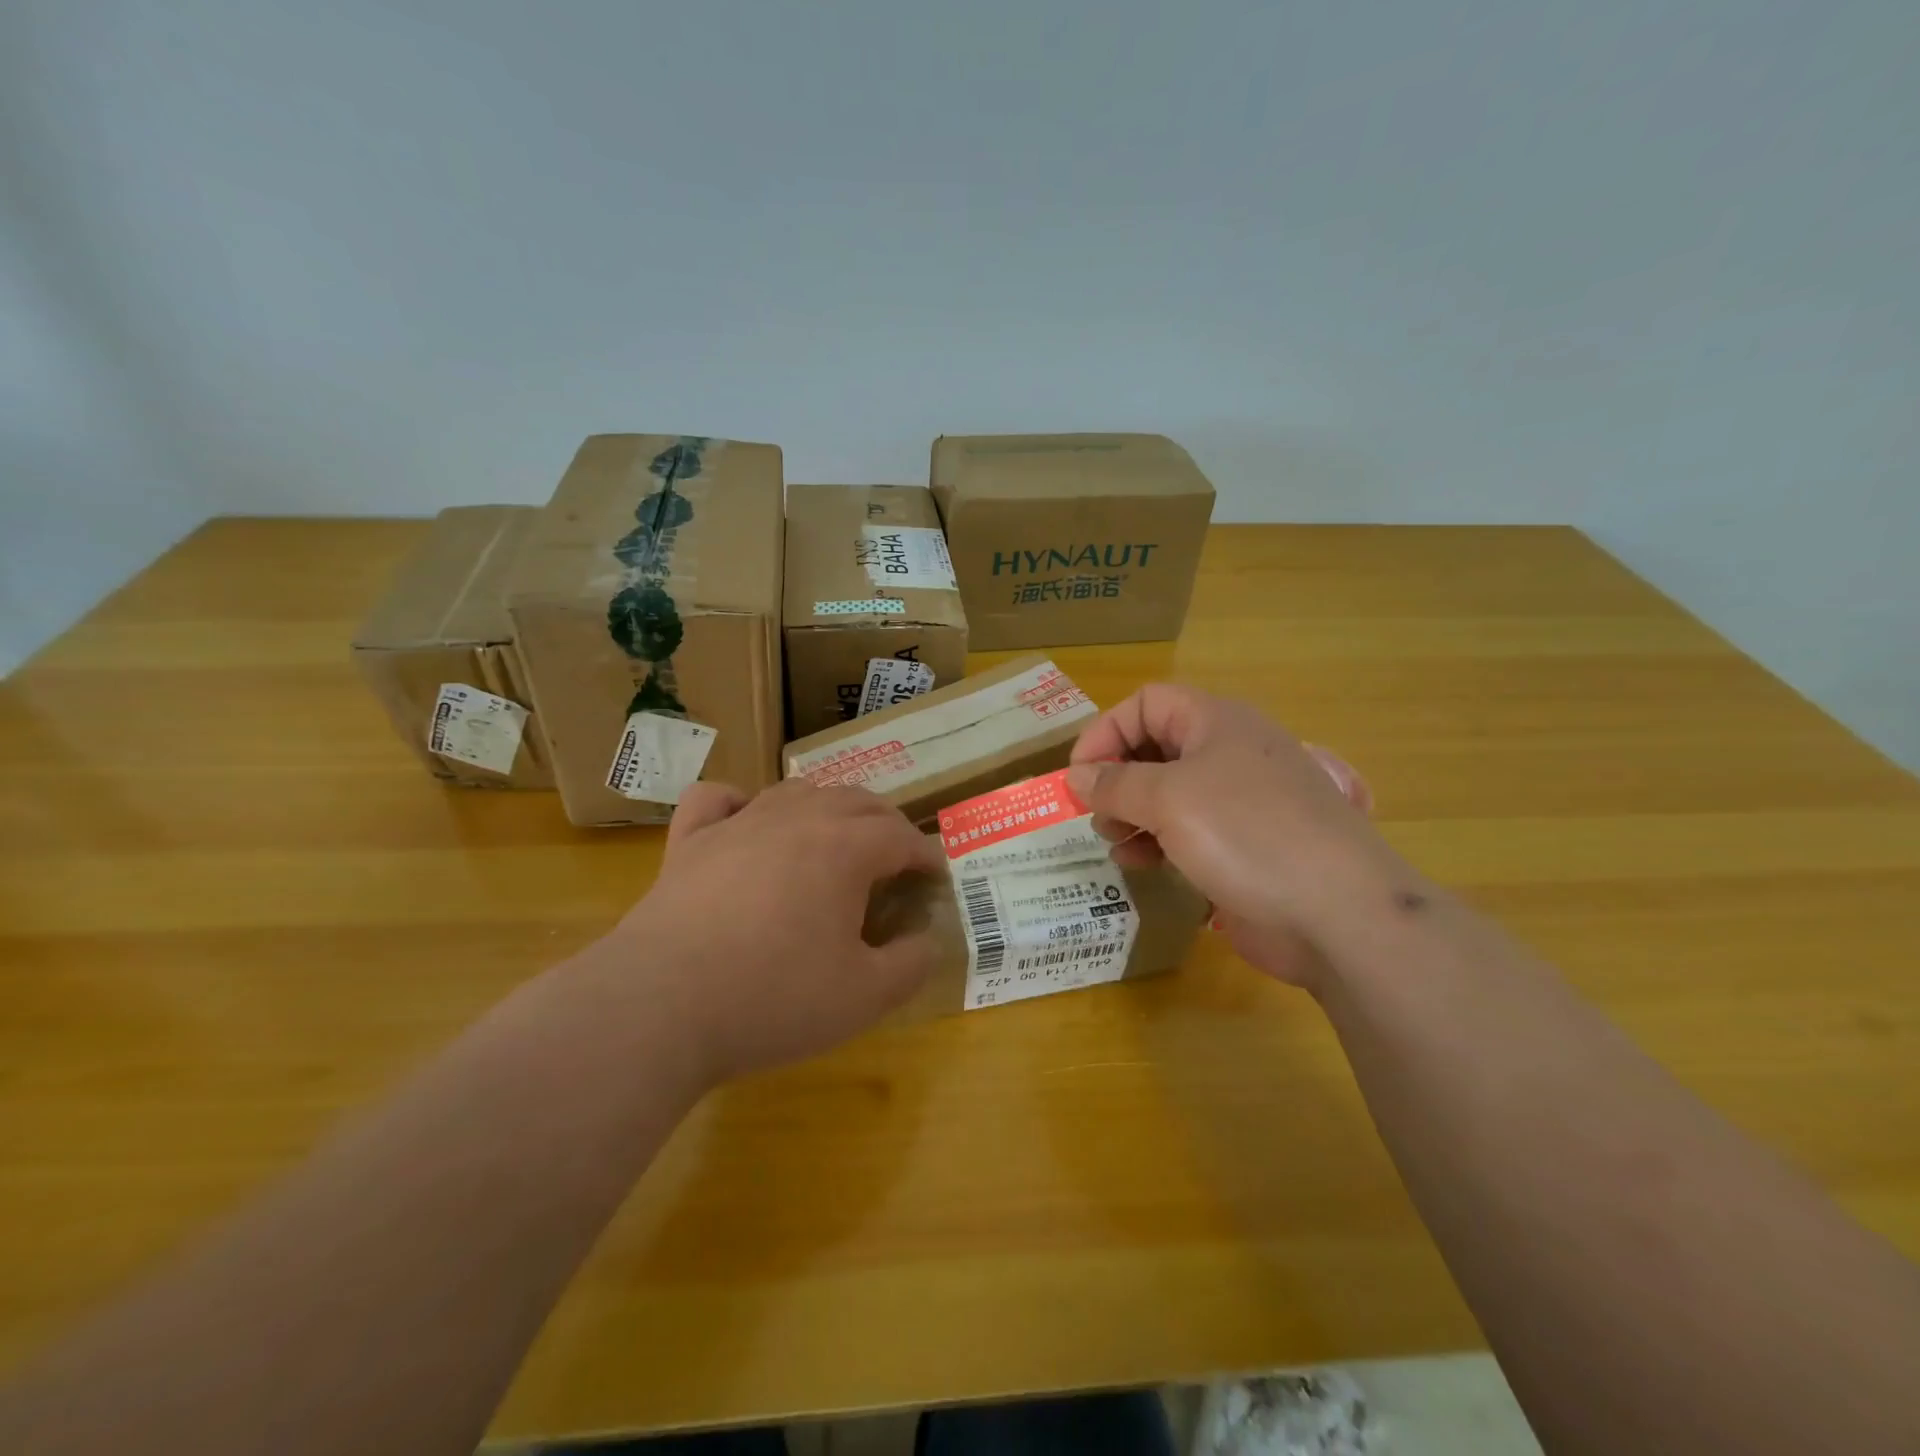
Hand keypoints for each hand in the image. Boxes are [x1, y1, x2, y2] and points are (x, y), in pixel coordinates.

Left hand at [589, 780, 946, 1085]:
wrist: (660, 1006)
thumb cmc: (773, 998)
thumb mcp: (864, 997)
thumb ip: (911, 965)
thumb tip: (926, 940)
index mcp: (845, 848)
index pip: (901, 836)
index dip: (925, 856)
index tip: (934, 879)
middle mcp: (796, 819)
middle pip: (856, 801)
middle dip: (885, 825)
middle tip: (893, 861)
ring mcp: (738, 823)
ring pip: (796, 791)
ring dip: (826, 808)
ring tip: (833, 839)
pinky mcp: (690, 841)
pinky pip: (718, 799)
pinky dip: (741, 802)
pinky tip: (746, 821)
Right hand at [1066, 685, 1409, 986]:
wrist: (1339, 912)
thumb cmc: (1248, 834)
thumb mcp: (1169, 799)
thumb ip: (1115, 784)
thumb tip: (1076, 776)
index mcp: (1216, 722)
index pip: (1146, 704)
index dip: (1107, 731)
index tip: (1078, 774)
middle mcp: (1227, 754)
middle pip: (1154, 748)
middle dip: (1116, 777)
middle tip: (1096, 814)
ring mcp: (1239, 803)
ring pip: (1167, 794)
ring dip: (1132, 814)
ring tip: (1115, 842)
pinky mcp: (1243, 846)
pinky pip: (1187, 831)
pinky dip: (1158, 842)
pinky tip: (1143, 866)